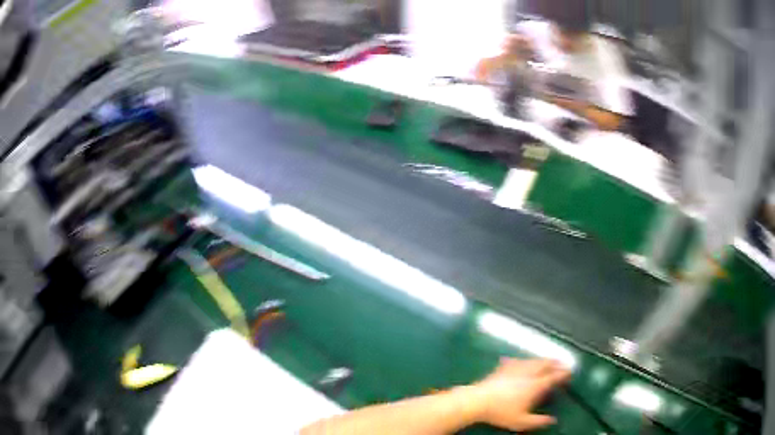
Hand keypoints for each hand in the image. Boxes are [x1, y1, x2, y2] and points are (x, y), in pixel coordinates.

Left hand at [469, 358, 570, 431]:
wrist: (477, 401)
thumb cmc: (501, 413)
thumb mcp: (521, 422)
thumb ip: (539, 421)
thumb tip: (553, 420)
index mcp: (535, 385)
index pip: (554, 376)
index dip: (563, 373)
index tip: (570, 372)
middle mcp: (528, 373)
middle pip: (545, 364)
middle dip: (555, 363)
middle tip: (561, 365)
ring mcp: (515, 368)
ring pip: (532, 360)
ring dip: (542, 360)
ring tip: (546, 362)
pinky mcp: (503, 367)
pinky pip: (517, 360)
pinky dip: (523, 361)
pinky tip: (521, 361)